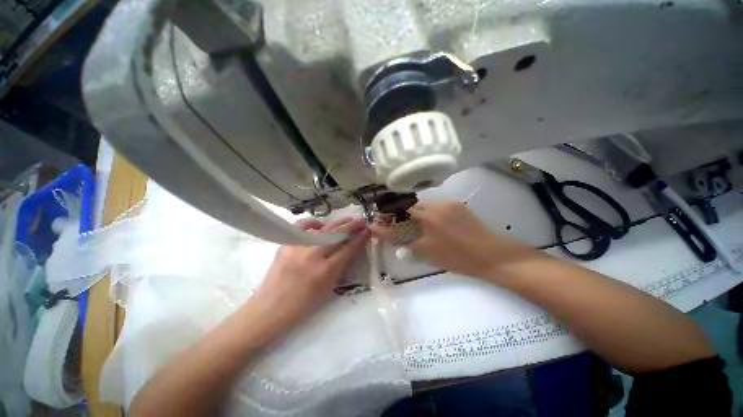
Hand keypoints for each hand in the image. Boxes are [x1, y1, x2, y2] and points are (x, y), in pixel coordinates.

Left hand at [253, 217, 370, 328]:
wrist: (270, 309)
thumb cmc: (303, 305)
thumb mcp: (328, 288)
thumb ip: (341, 267)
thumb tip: (351, 249)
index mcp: (326, 271)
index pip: (348, 249)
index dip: (359, 238)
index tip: (367, 230)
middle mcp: (313, 256)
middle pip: (337, 234)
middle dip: (352, 225)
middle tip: (361, 220)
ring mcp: (298, 247)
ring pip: (323, 228)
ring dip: (338, 223)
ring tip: (347, 220)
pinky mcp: (286, 244)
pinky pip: (302, 226)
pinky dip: (313, 222)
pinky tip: (319, 224)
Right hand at [371, 202, 533, 277]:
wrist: (491, 253)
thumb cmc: (460, 260)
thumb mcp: (431, 256)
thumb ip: (411, 246)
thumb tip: (398, 240)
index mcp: (426, 232)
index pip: (398, 228)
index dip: (383, 228)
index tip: (373, 225)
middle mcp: (432, 213)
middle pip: (407, 209)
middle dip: (397, 213)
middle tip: (393, 218)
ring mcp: (444, 205)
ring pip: (420, 205)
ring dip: (413, 211)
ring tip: (415, 220)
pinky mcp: (454, 203)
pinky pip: (433, 204)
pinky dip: (427, 210)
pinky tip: (433, 219)